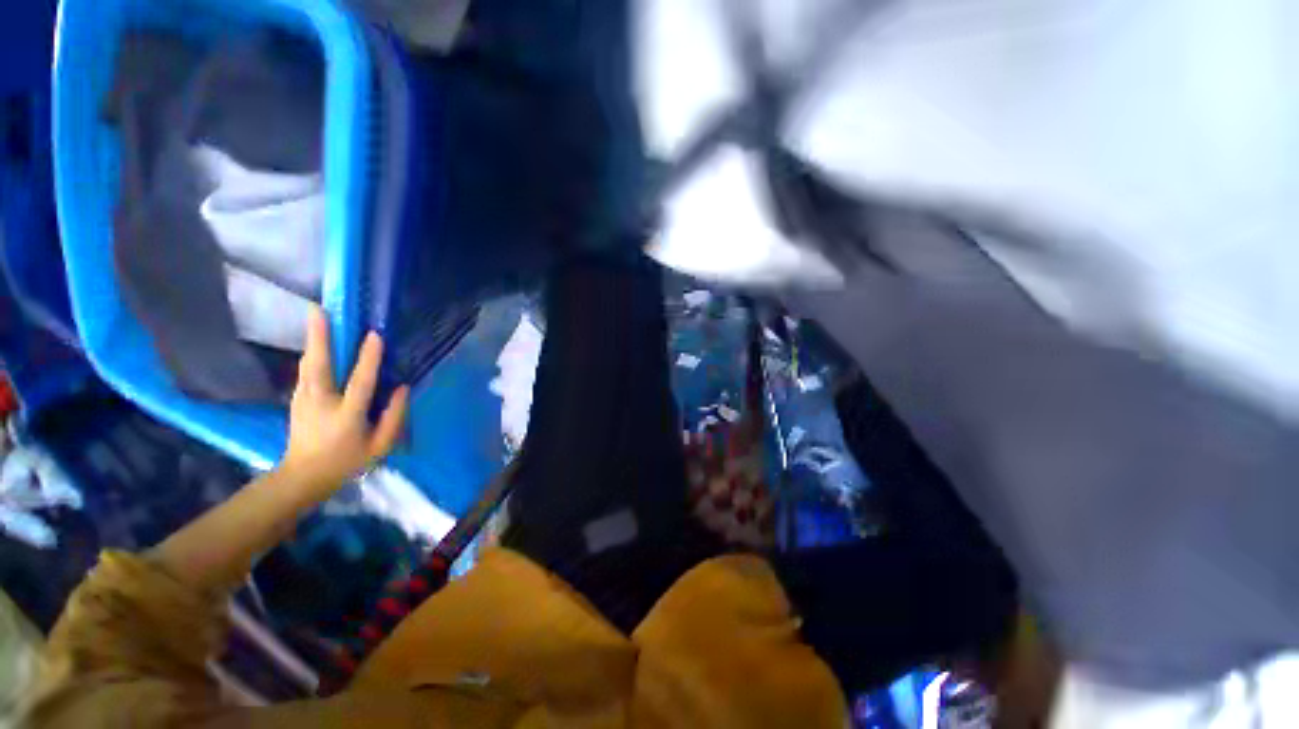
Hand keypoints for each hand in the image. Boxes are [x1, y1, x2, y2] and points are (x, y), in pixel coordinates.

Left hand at [279, 307, 409, 497]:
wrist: (303, 476)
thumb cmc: (348, 461)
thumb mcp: (380, 447)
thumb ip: (394, 418)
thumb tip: (403, 388)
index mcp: (346, 416)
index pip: (359, 383)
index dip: (368, 359)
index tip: (374, 335)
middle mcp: (321, 403)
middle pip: (319, 366)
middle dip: (319, 338)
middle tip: (320, 310)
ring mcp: (303, 400)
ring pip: (308, 365)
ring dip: (313, 340)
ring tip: (317, 316)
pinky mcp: (296, 399)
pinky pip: (306, 371)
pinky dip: (312, 353)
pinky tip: (317, 342)